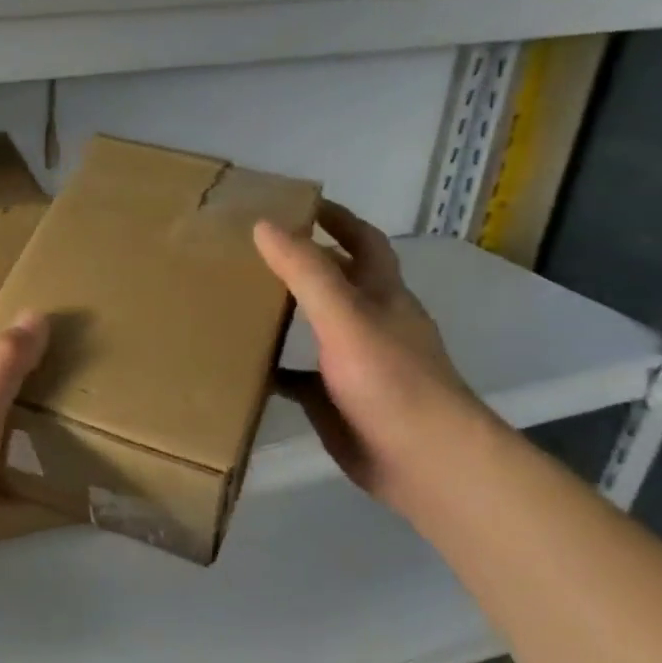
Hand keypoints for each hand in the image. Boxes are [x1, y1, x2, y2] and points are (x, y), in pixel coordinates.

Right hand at [254, 202, 475, 502]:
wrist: (422, 459)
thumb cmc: (389, 380)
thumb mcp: (345, 318)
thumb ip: (306, 272)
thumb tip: (265, 225)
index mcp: (381, 296)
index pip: (363, 242)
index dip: (337, 218)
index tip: (299, 203)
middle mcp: (370, 323)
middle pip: (337, 282)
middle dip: (303, 262)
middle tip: (252, 250)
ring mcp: (354, 364)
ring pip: (316, 328)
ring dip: (286, 313)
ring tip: (239, 301)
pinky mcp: (336, 401)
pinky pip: (299, 377)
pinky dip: (274, 368)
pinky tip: (243, 366)